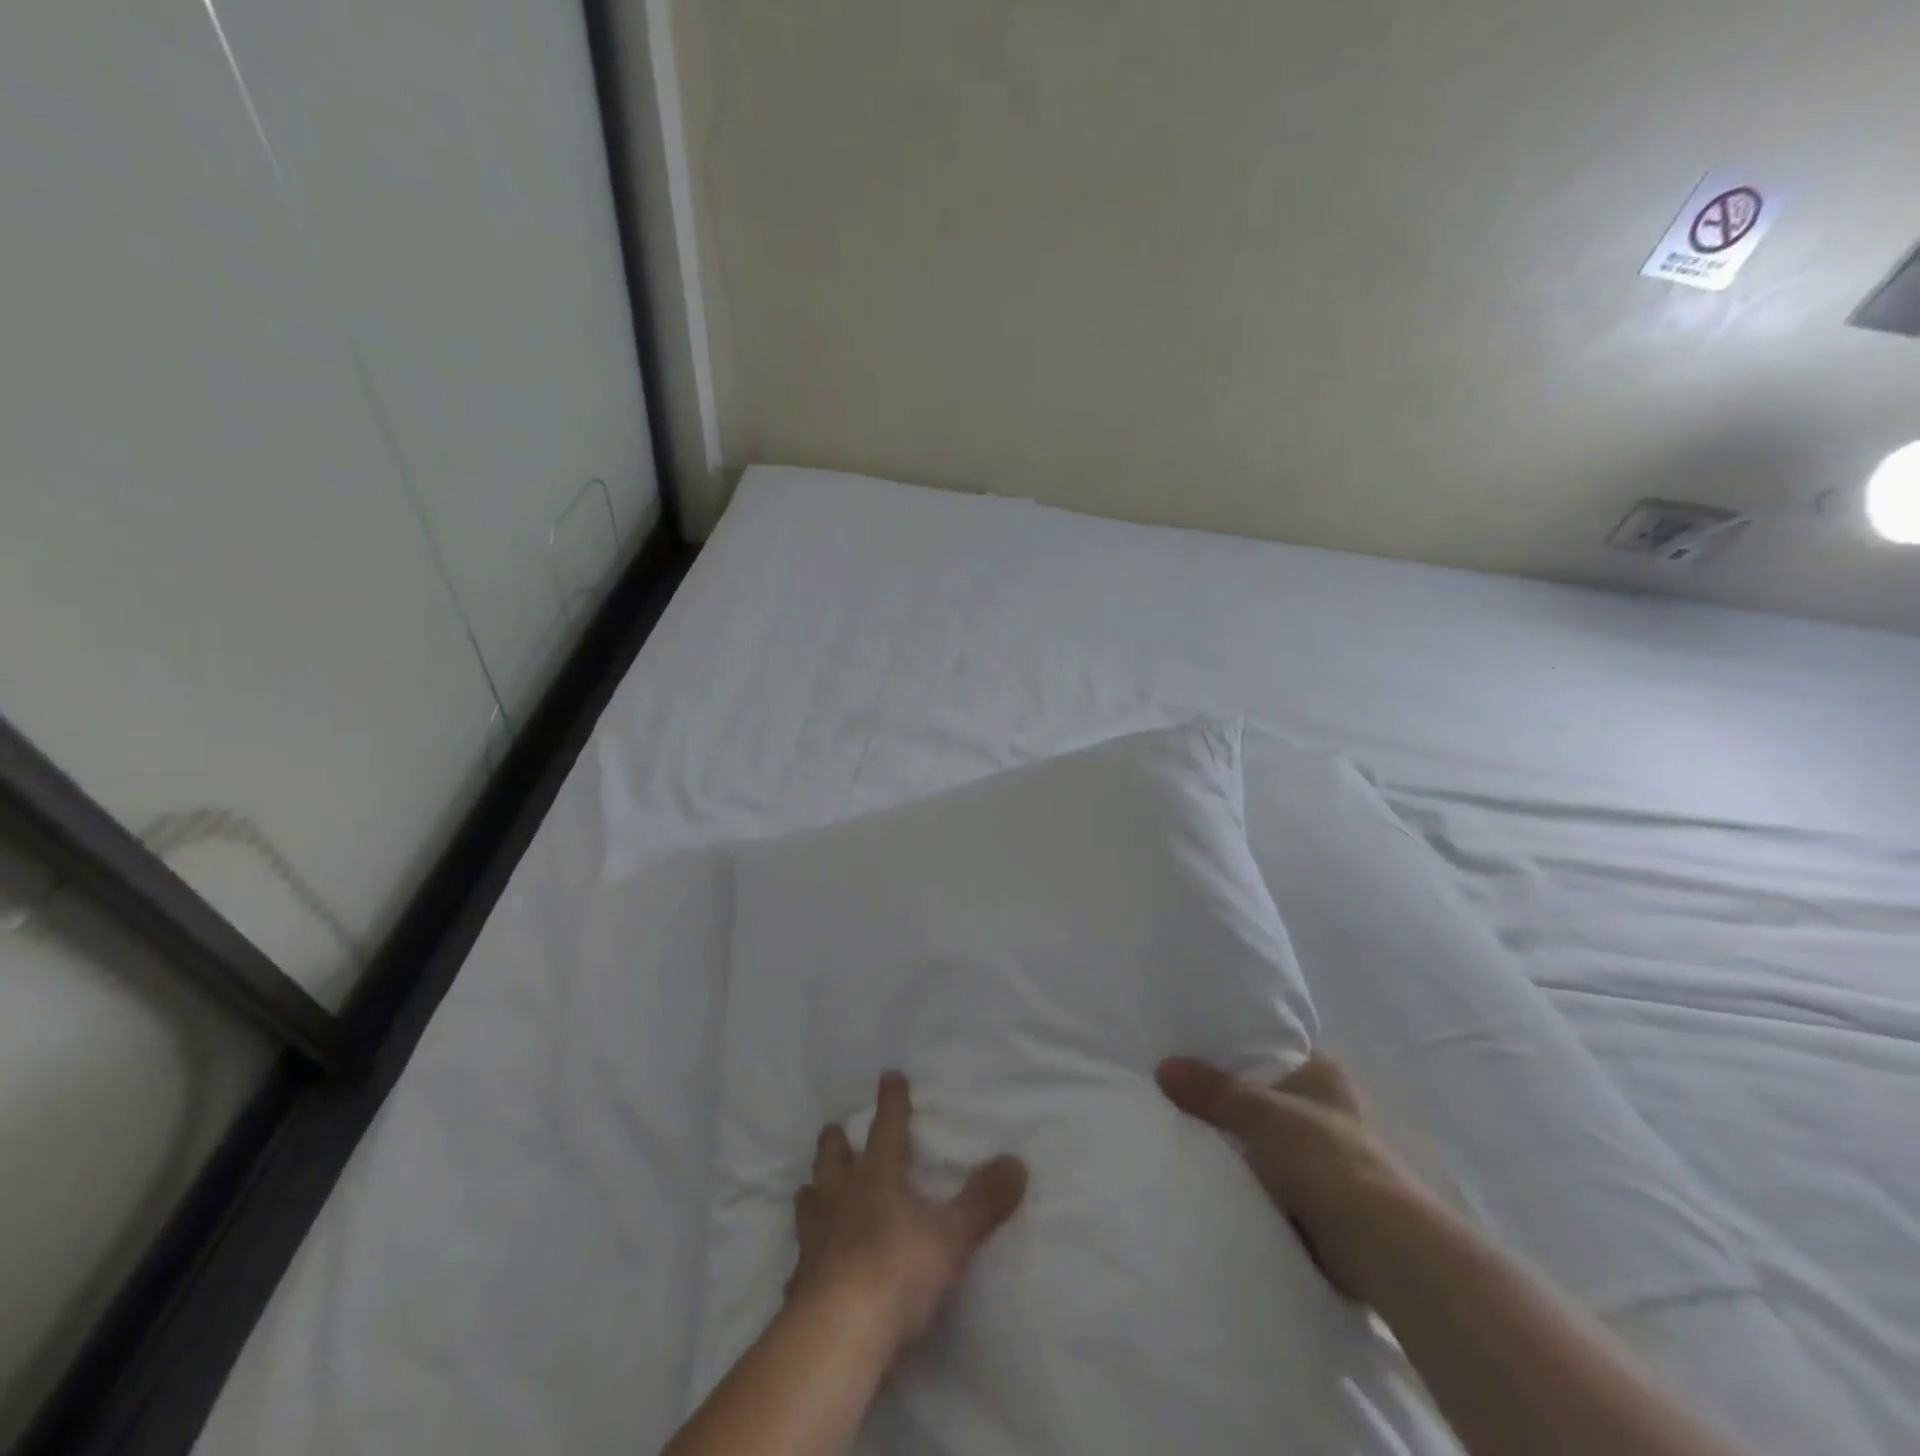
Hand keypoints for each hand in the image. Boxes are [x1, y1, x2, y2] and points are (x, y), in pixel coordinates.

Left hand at [789, 1071, 1028, 1359]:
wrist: (837, 1337)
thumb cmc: (897, 1273)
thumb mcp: (951, 1237)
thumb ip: (983, 1201)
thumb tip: (1018, 1162)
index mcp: (877, 1178)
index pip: (887, 1127)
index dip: (891, 1101)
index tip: (889, 1075)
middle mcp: (840, 1198)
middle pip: (833, 1158)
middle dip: (836, 1141)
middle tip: (835, 1128)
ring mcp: (815, 1240)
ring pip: (809, 1200)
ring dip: (813, 1190)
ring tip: (811, 1187)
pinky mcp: (800, 1283)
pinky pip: (801, 1260)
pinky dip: (806, 1256)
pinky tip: (806, 1266)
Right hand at [1156, 1051, 1431, 1302]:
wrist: (1382, 1249)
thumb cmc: (1327, 1160)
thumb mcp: (1262, 1115)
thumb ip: (1213, 1091)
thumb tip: (1163, 1067)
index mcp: (1323, 1073)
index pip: (1269, 1050)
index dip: (1232, 1051)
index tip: (1190, 1054)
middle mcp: (1327, 1108)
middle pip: (1262, 1095)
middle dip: (1228, 1101)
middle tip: (1177, 1094)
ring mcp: (1326, 1155)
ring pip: (1265, 1139)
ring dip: (1238, 1143)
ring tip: (1183, 1131)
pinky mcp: (1321, 1198)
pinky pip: (1270, 1178)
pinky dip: (1248, 1179)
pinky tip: (1212, 1175)